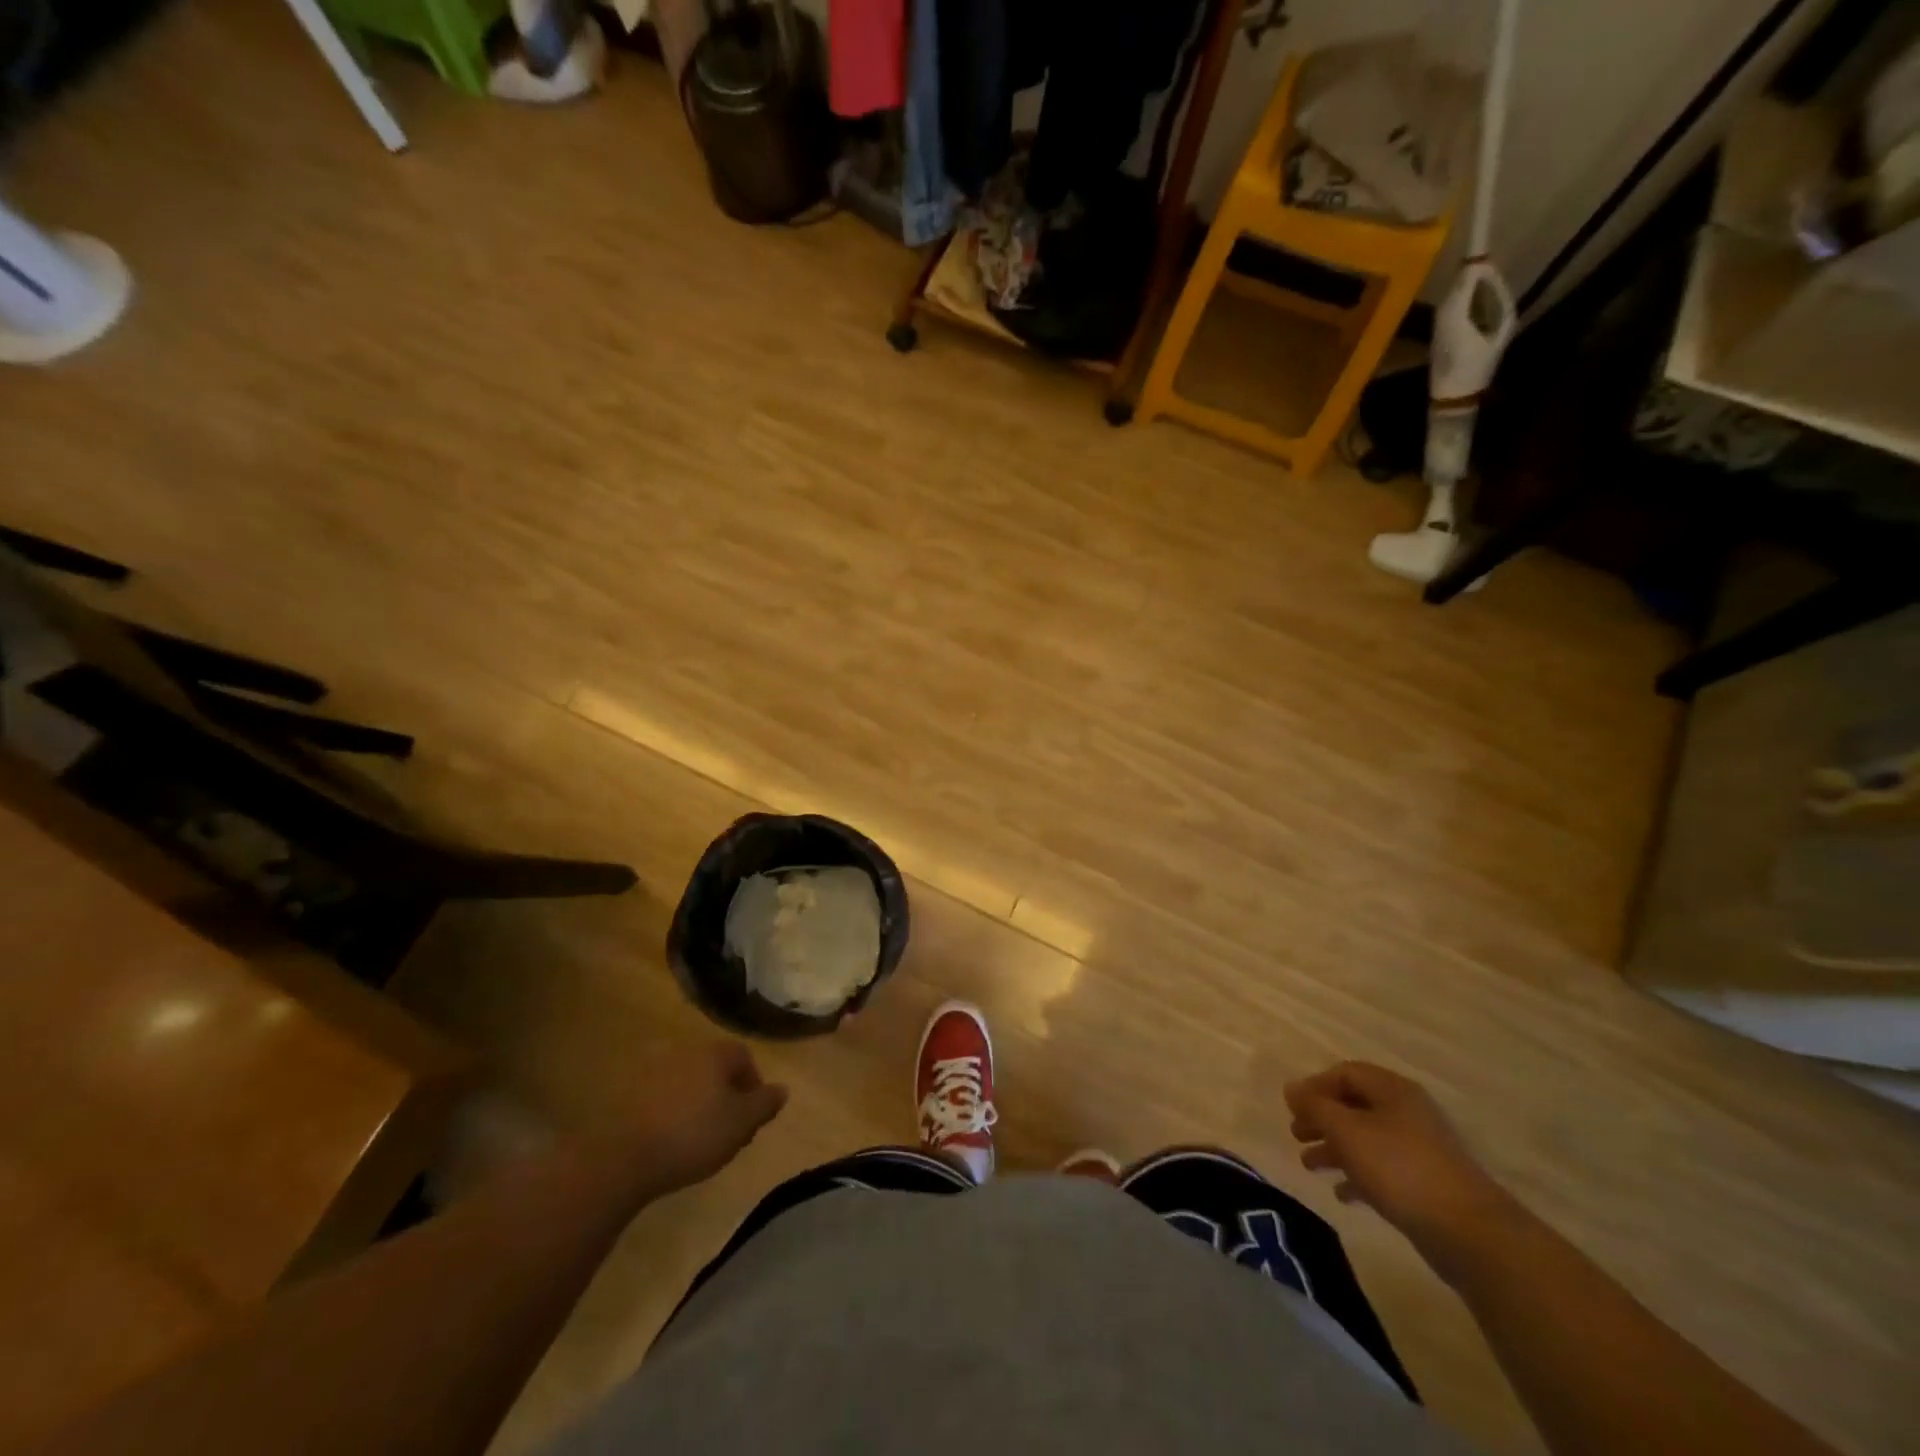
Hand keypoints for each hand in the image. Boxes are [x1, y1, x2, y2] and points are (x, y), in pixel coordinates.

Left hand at [622, 1042, 787, 1193]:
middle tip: (729, 1132)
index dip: (753, 1086)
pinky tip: (671, 1139)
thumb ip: (765, 1103)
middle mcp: (685, 1051)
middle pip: (715, 1069)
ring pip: (689, 1083)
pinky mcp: (628, 1093)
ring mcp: (653, 1070)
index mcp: (714, 1053)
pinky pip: (662, 1097)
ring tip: (699, 1139)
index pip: (744, 1058)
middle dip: (726, 1096)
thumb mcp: (741, 1123)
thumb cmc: (693, 1135)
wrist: (623, 1157)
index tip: (752, 1119)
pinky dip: (672, 1112)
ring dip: (698, 1104)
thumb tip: (782, 1089)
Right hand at [1284, 1061, 1512, 1266]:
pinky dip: (1357, 1175)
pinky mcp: (1425, 1183)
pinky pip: (1381, 1169)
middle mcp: (1406, 1112)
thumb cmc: (1400, 1168)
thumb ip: (1315, 1106)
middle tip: (1296, 1135)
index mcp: (1392, 1090)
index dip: (1315, 1086)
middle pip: (1354, 1105)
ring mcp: (1418, 1149)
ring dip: (1334, 1147)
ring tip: (1308, 1165)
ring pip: (1365, 1138)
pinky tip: (1341, 1193)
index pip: (1346, 1073)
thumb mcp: (1347, 1130)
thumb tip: (1291, 1089)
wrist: (1469, 1233)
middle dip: (1322, 1118)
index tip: (1292, 1108)